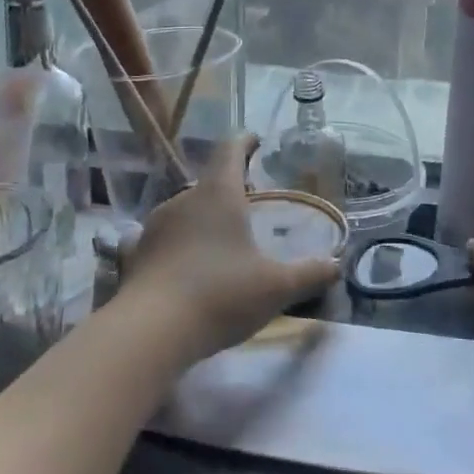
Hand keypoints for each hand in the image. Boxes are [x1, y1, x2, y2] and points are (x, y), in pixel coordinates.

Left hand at [121, 135, 337, 361]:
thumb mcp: (276, 288)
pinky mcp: (137, 255)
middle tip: (249, 204)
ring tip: (222, 241)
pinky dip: (181, 245)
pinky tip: (190, 268)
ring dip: (204, 219)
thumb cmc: (220, 295)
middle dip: (229, 189)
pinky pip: (166, 239)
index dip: (245, 142)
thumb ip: (309, 274)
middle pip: (209, 183)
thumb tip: (336, 265)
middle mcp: (183, 200)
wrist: (148, 333)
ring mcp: (155, 227)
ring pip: (186, 211)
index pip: (230, 150)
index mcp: (218, 194)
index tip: (255, 140)